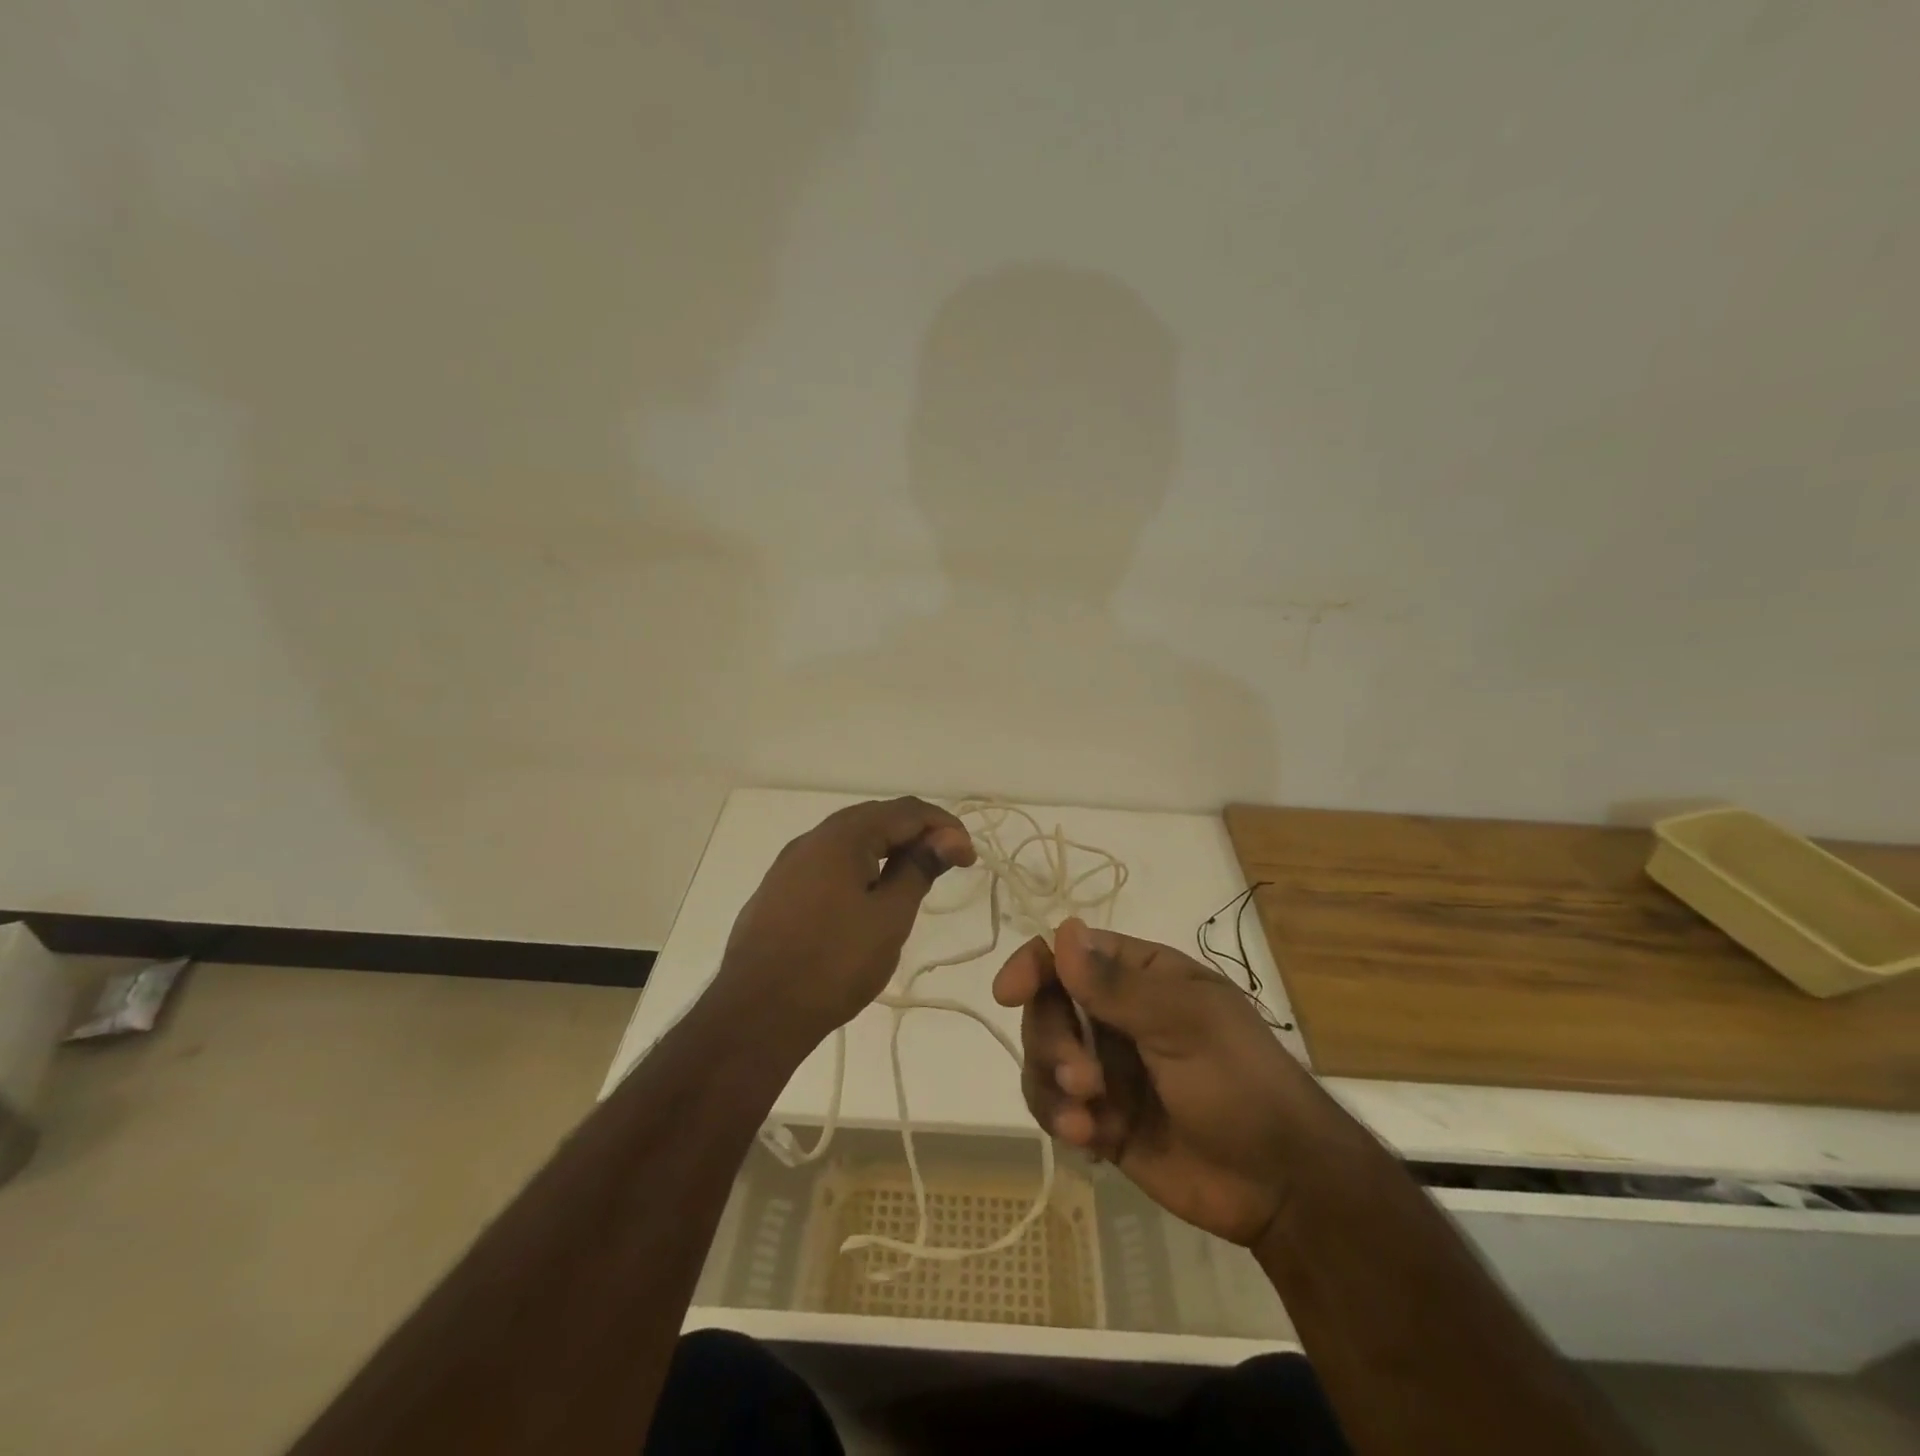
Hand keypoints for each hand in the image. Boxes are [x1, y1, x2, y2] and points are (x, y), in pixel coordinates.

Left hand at [716, 797, 975, 1048]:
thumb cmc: (834, 964)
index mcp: (843, 835)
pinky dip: (860, 867)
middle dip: (917, 834)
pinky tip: (869, 895)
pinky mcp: (779, 890)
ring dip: (888, 850)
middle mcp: (813, 838)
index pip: (907, 810)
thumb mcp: (889, 917)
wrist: (756, 1013)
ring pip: (851, 840)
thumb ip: (919, 869)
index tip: (969, 858)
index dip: (945, 827)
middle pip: (877, 818)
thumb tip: (949, 837)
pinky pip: (829, 863)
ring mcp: (790, 864)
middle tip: (947, 865)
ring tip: (914, 879)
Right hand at [992, 918, 1310, 1247]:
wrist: (1281, 1187)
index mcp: (1141, 976)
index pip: (1071, 954)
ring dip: (1052, 1085)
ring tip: (1086, 1121)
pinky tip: (1089, 1141)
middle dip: (1053, 1042)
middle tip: (1083, 1080)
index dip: (1035, 966)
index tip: (1010, 991)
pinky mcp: (1101, 1118)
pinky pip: (1054, 1106)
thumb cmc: (1242, 1084)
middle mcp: (1116, 1015)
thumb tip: (1063, 930)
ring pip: (1043, 1058)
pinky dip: (1060, 1119)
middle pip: (1047, 1008)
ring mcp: (1107, 1067)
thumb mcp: (1187, 1025)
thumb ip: (1118, 985)